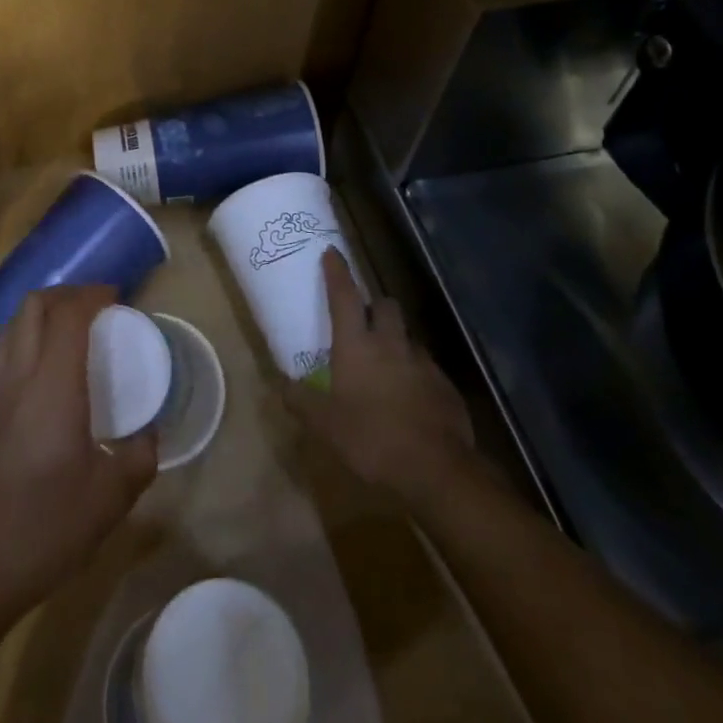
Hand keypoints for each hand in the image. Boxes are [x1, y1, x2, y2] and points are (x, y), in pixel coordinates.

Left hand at [0, 285, 156, 626]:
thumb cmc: (44, 530)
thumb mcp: (110, 500)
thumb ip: (139, 458)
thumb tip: (148, 435)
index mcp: (51, 388)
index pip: (67, 315)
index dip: (92, 295)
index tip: (117, 297)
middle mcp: (16, 379)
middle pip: (32, 307)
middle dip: (65, 293)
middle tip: (95, 305)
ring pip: (10, 328)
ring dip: (40, 314)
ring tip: (69, 330)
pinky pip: (1, 357)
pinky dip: (25, 342)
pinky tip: (44, 375)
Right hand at [286, 247, 479, 503]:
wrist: (438, 471)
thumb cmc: (372, 440)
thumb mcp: (325, 425)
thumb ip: (300, 401)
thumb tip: (277, 383)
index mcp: (357, 345)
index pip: (344, 296)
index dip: (337, 272)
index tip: (332, 252)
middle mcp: (391, 343)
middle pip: (385, 305)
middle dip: (374, 305)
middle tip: (362, 320)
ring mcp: (423, 363)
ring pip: (407, 336)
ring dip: (395, 340)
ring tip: (385, 363)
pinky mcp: (445, 386)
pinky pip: (426, 367)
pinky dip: (415, 372)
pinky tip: (409, 396)